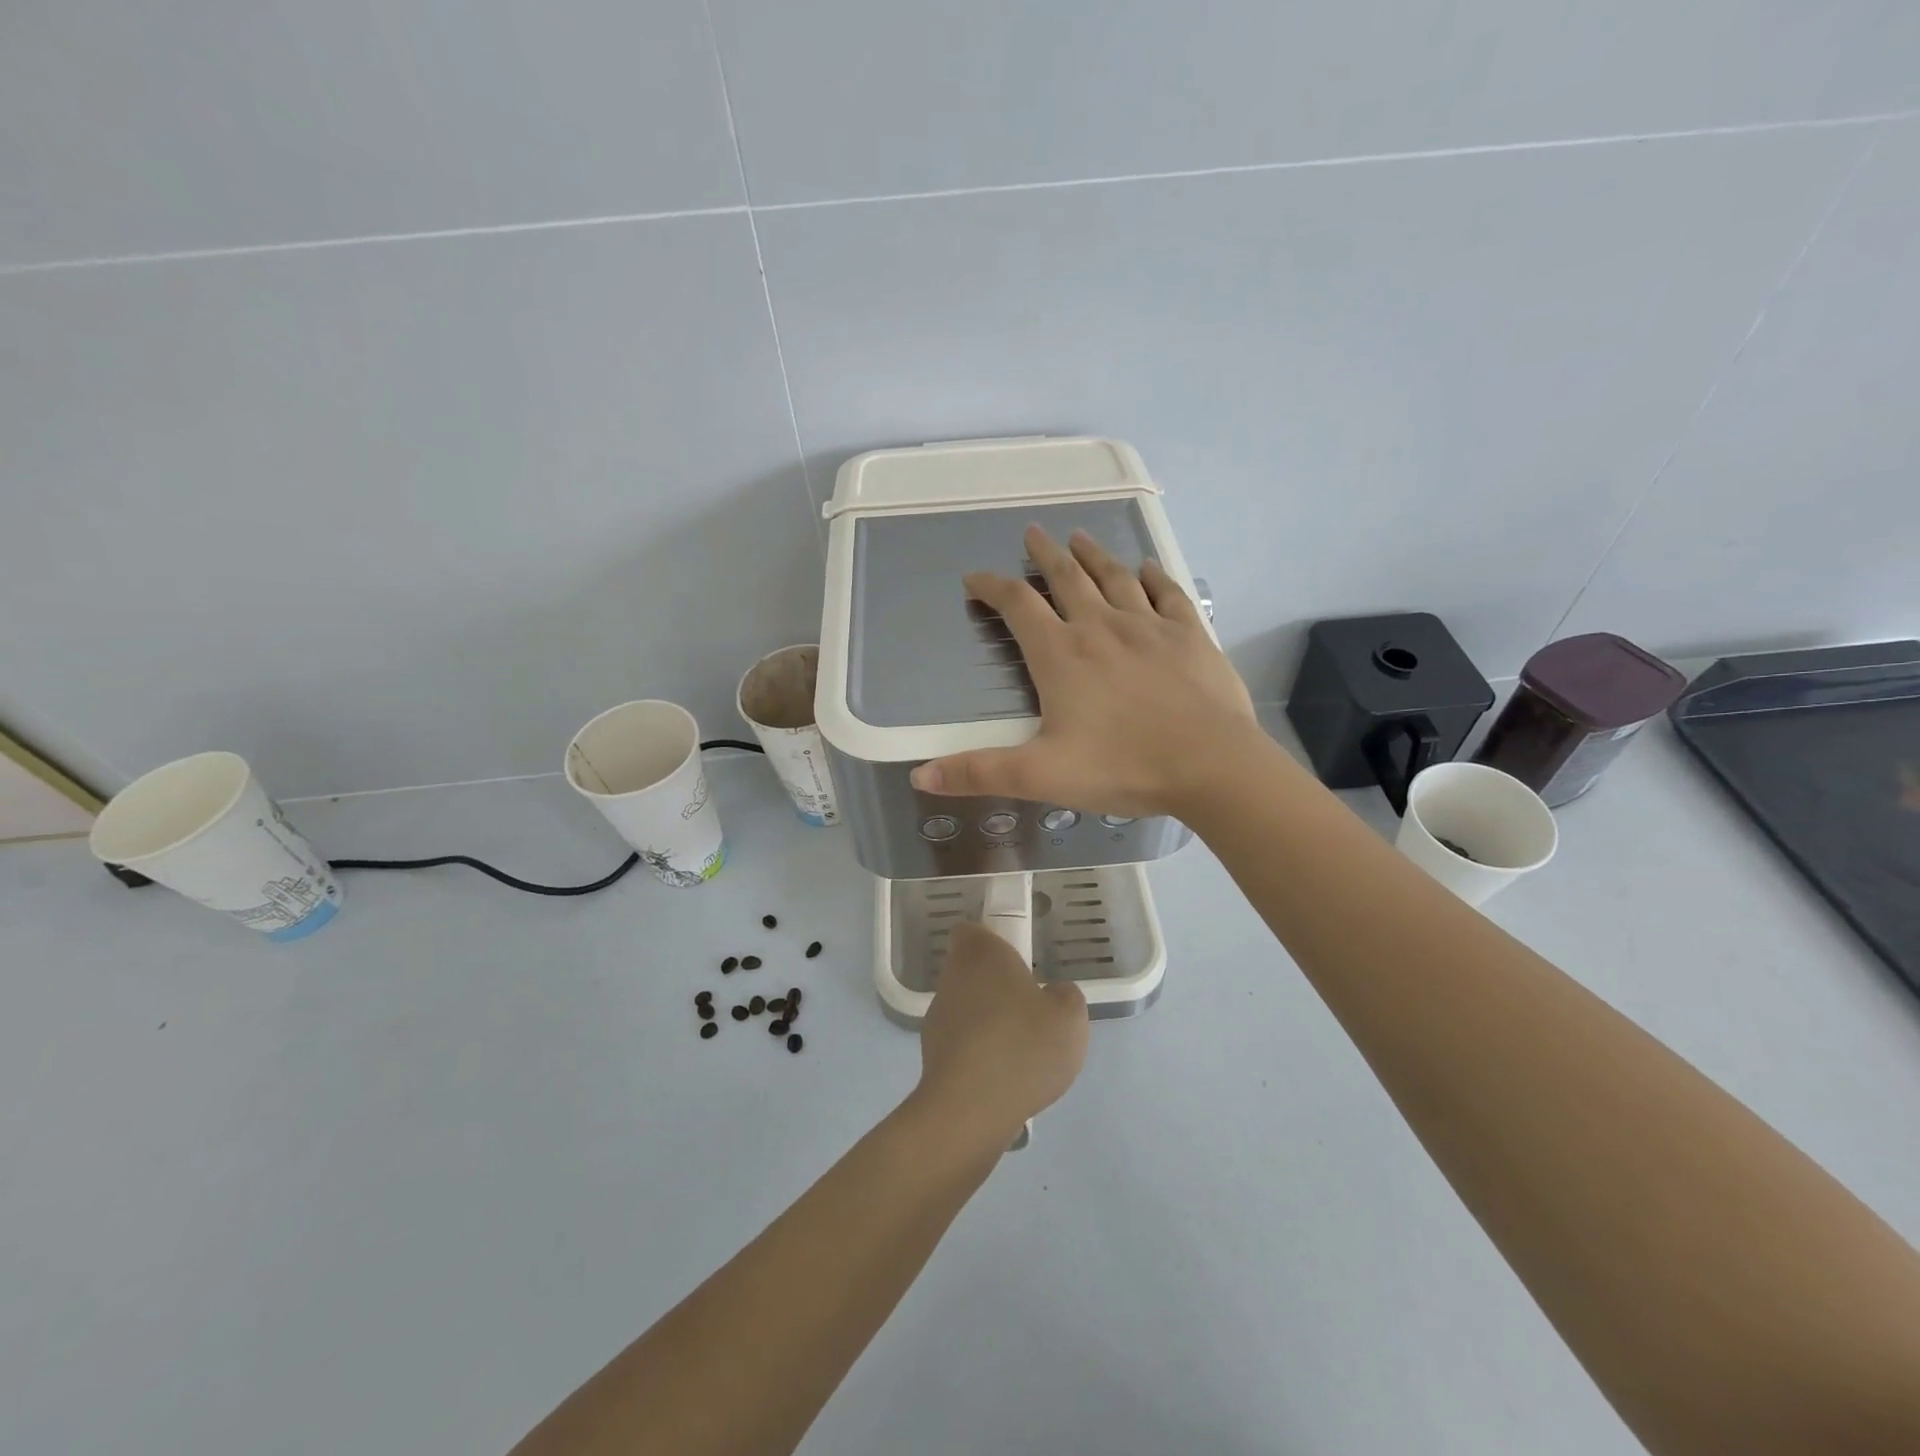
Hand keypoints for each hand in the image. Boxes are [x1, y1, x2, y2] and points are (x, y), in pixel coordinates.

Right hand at [909, 526, 1260, 817]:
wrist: (1210, 765)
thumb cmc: (1122, 767)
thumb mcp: (1040, 775)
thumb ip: (979, 772)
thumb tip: (920, 776)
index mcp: (1061, 655)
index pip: (1017, 607)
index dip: (992, 588)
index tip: (975, 577)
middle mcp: (1100, 627)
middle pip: (1067, 579)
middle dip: (1045, 555)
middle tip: (1032, 532)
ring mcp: (1149, 627)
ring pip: (1115, 578)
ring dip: (1094, 555)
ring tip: (1079, 536)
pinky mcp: (1189, 635)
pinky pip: (1167, 594)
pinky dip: (1154, 576)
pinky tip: (1148, 567)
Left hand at [915, 922, 1088, 1146]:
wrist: (970, 1109)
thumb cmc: (1022, 1046)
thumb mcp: (1070, 1016)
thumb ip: (1065, 996)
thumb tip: (1053, 995)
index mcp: (980, 954)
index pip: (972, 931)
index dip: (992, 941)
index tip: (1018, 960)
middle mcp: (952, 978)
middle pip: (970, 970)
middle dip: (996, 985)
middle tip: (1030, 1008)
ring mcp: (937, 1017)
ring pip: (966, 1007)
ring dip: (988, 1021)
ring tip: (1022, 1051)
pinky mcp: (932, 1056)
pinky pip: (962, 1044)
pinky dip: (979, 1054)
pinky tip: (1004, 1078)